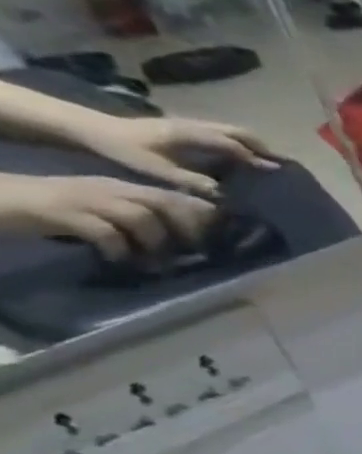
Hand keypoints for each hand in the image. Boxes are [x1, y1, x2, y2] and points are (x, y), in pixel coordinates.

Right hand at [0, 173, 216, 261]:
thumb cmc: (51, 209)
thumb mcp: (101, 211)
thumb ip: (135, 220)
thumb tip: (178, 241)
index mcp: (120, 188)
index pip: (172, 195)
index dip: (200, 214)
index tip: (217, 236)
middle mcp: (108, 189)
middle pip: (164, 202)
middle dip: (188, 228)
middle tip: (195, 252)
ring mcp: (85, 199)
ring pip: (141, 217)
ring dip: (156, 244)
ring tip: (156, 265)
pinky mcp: (61, 213)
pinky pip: (105, 232)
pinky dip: (119, 250)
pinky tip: (118, 262)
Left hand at [76, 116, 274, 196]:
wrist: (88, 128)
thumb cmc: (121, 149)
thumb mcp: (155, 169)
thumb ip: (190, 180)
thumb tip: (223, 194)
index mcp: (191, 134)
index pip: (233, 145)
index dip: (256, 158)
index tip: (277, 170)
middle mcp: (194, 126)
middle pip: (238, 132)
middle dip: (262, 147)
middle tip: (280, 163)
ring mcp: (189, 124)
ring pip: (231, 130)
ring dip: (251, 143)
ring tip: (266, 158)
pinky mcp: (184, 127)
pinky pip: (220, 132)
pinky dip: (237, 142)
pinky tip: (239, 154)